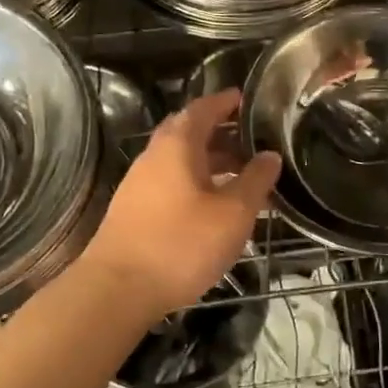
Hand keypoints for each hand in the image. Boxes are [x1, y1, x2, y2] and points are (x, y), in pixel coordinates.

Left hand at [80, 89, 281, 321]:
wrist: (117, 290)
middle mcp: (154, 156)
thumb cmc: (181, 244)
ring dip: (210, 162)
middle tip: (251, 139)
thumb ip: (255, 180)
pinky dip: (196, 183)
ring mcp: (139, 184)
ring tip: (241, 176)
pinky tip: (213, 206)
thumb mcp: (233, 213)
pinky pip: (171, 183)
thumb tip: (270, 155)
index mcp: (177, 144)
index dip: (225, 101)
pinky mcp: (134, 210)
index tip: (246, 98)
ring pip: (180, 160)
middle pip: (189, 132)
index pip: (203, 108)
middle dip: (221, 132)